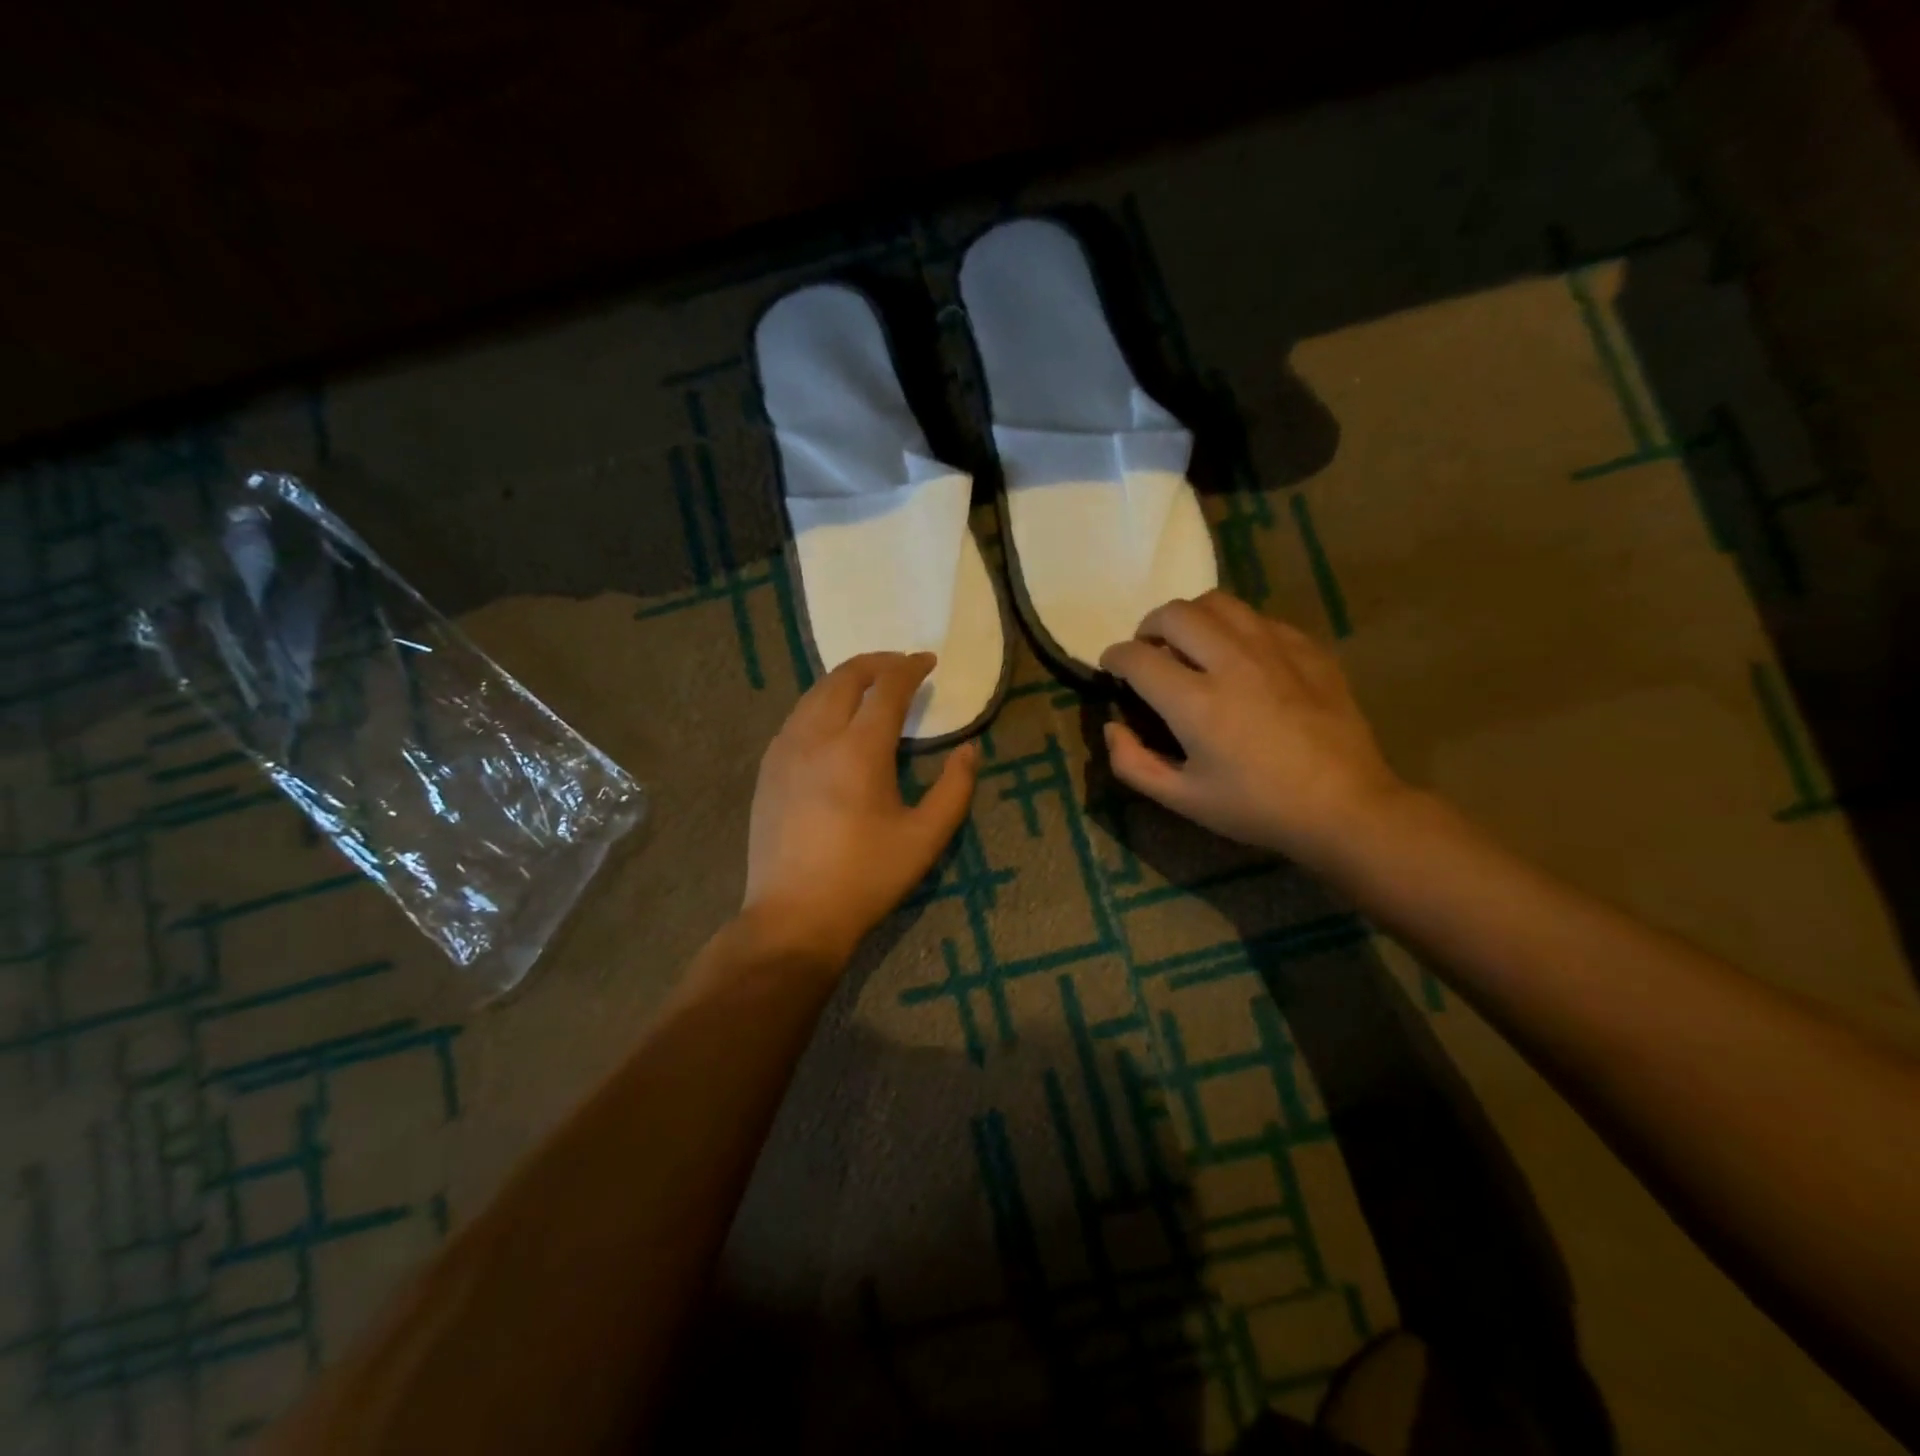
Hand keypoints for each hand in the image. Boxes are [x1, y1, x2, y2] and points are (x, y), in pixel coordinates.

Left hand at [741, 652, 979, 970]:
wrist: (794, 916)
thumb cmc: (866, 878)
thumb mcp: (925, 838)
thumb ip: (955, 789)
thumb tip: (968, 751)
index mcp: (859, 750)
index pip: (886, 688)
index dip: (909, 668)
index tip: (927, 661)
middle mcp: (816, 737)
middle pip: (844, 677)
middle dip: (876, 663)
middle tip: (901, 666)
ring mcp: (784, 750)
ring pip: (815, 693)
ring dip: (846, 679)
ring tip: (870, 686)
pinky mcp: (768, 768)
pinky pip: (797, 716)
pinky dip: (821, 702)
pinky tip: (834, 720)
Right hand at [1099, 592, 1404, 861]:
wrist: (1345, 806)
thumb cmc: (1257, 808)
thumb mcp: (1183, 800)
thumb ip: (1133, 764)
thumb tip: (1111, 728)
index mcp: (1195, 702)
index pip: (1137, 657)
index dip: (1114, 657)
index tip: (1113, 668)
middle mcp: (1231, 661)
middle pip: (1174, 614)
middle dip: (1148, 628)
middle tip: (1149, 652)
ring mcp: (1274, 649)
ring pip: (1218, 602)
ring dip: (1191, 618)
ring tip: (1190, 643)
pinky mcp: (1307, 648)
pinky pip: (1259, 617)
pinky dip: (1235, 628)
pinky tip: (1240, 656)